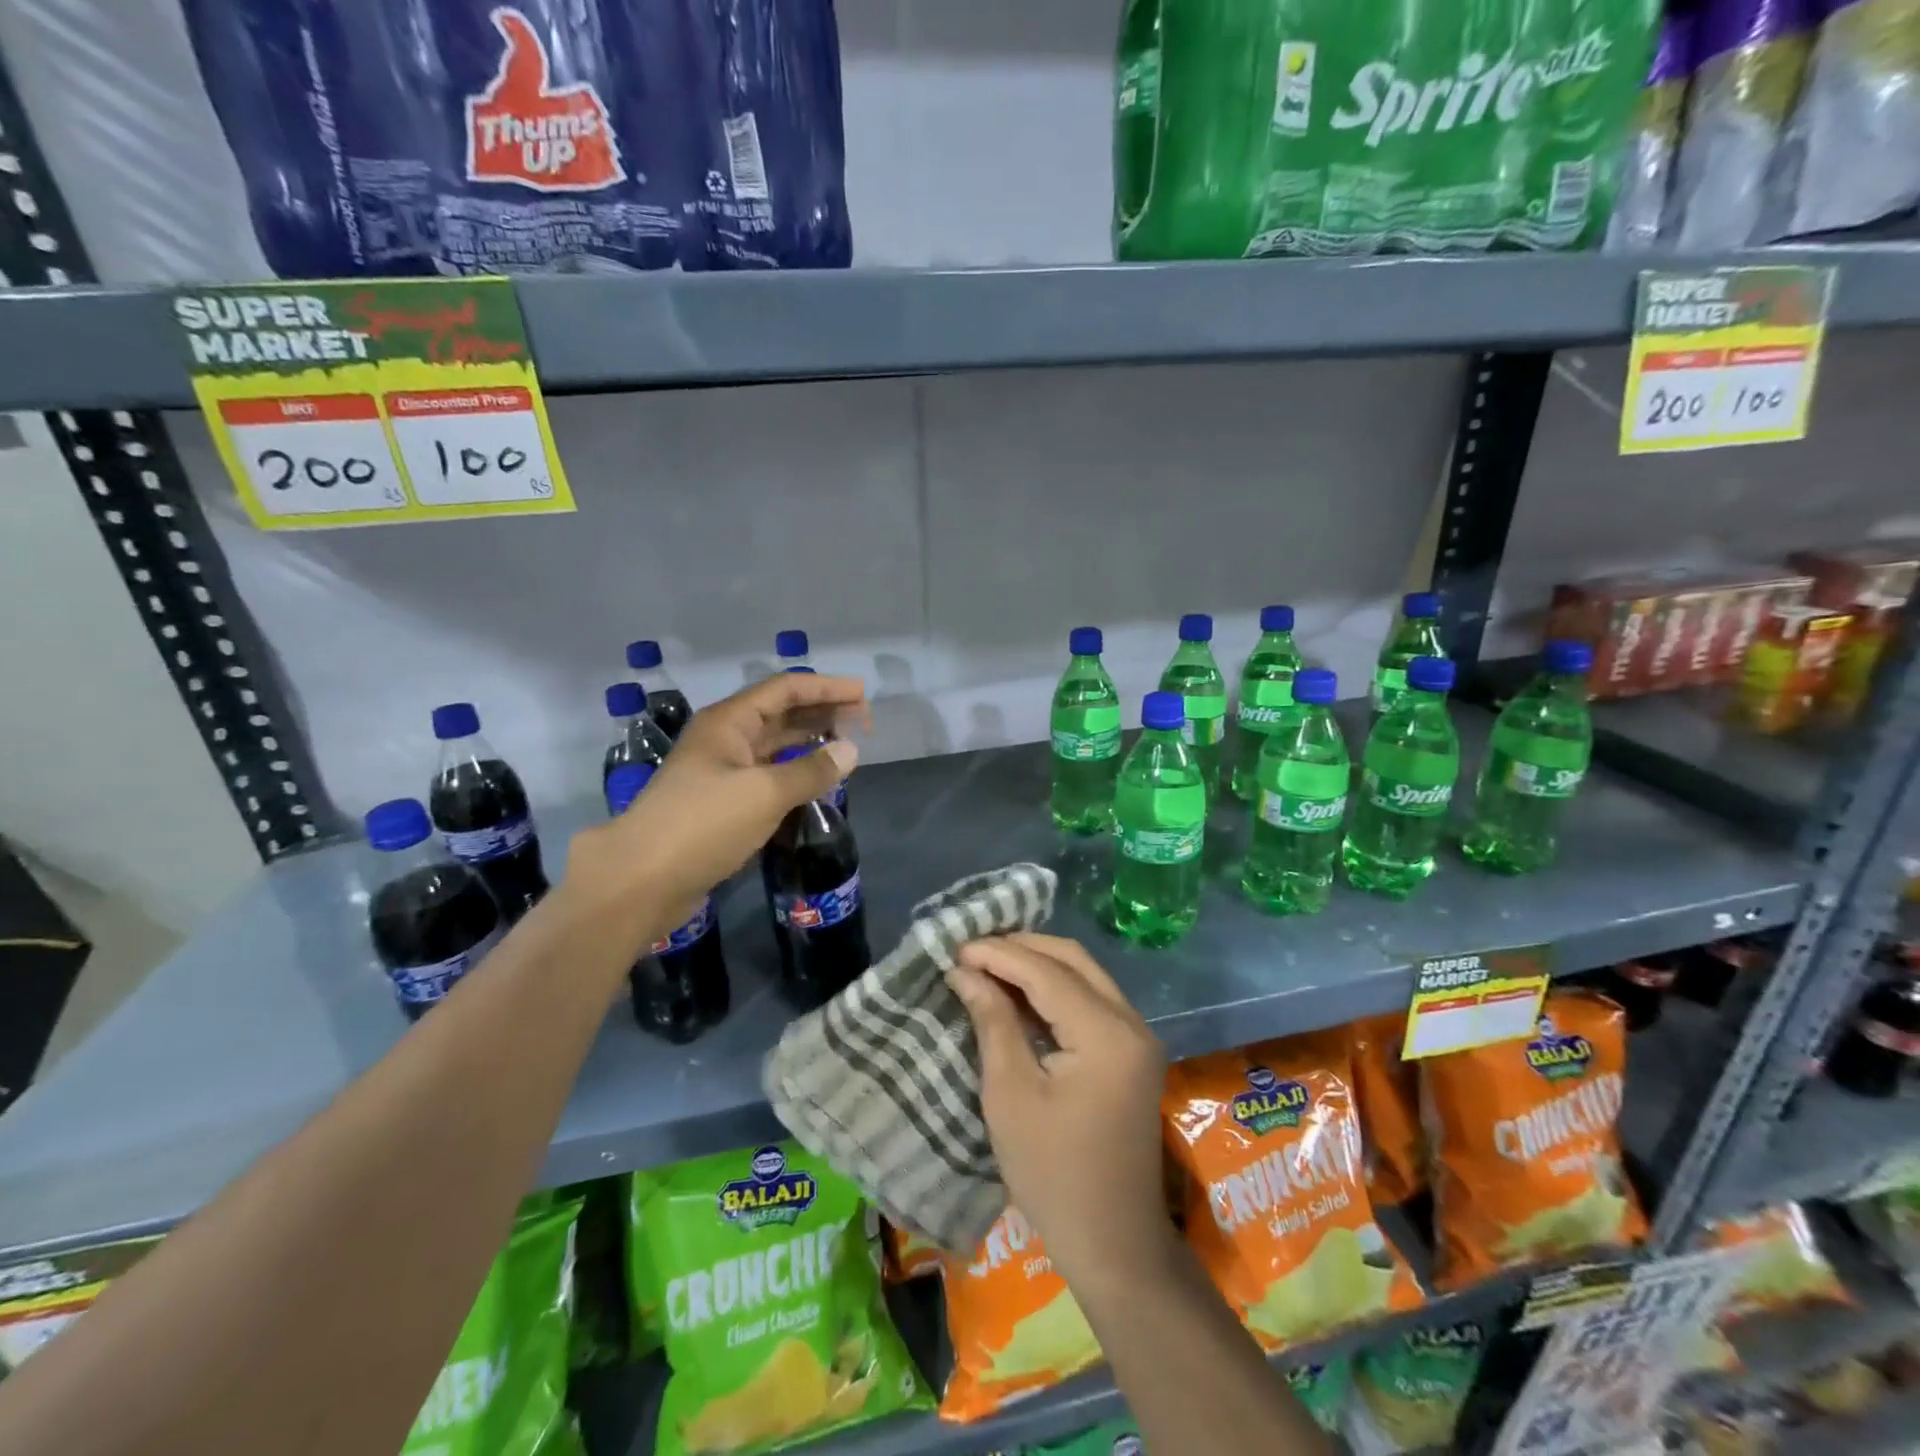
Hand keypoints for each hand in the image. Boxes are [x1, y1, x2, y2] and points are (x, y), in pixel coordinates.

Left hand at [567, 671, 866, 939]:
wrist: (642, 880)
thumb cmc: (703, 825)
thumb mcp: (765, 793)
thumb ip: (812, 770)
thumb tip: (851, 750)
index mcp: (728, 722)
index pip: (785, 690)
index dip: (826, 688)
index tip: (862, 695)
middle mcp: (724, 738)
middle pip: (780, 713)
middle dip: (821, 712)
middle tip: (863, 721)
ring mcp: (720, 771)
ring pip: (774, 745)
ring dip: (809, 741)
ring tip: (847, 745)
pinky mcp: (721, 803)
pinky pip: (767, 774)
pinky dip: (795, 772)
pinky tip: (817, 780)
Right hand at [947, 933, 1174, 1281]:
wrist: (1113, 1243)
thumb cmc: (1052, 1174)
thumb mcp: (1011, 1094)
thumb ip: (993, 1021)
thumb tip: (965, 971)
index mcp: (1106, 1033)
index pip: (1046, 972)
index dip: (998, 954)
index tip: (955, 947)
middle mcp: (1131, 1022)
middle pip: (1073, 959)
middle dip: (1020, 947)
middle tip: (971, 950)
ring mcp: (1137, 1036)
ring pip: (1084, 974)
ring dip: (1037, 964)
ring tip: (988, 963)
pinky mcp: (1131, 1051)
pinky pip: (1091, 998)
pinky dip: (1054, 987)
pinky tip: (1019, 991)